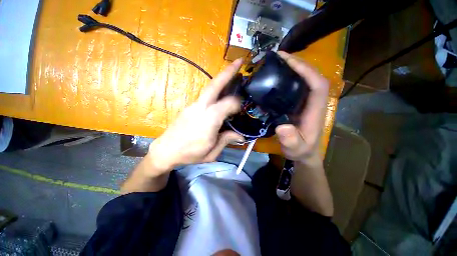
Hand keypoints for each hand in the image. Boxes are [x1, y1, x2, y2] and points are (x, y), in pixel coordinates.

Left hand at [146, 59, 244, 174]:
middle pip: (214, 85)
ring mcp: (193, 105)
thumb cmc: (190, 154)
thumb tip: (241, 135)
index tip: (243, 108)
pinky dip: (215, 91)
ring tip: (233, 75)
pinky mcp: (190, 106)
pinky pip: (205, 96)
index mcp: (209, 120)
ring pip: (209, 88)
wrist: (165, 151)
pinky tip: (221, 95)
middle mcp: (201, 108)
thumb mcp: (212, 153)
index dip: (238, 103)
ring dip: (222, 80)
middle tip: (239, 62)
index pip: (228, 104)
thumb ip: (226, 140)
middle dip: (227, 72)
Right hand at [275, 51, 328, 162]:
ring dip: (292, 68)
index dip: (306, 70)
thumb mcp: (295, 148)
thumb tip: (282, 127)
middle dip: (298, 63)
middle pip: (311, 76)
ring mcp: (305, 102)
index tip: (288, 61)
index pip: (317, 84)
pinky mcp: (297, 104)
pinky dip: (287, 78)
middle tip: (279, 56)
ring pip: (303, 79)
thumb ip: (291, 141)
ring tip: (277, 62)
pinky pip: (295, 87)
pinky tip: (276, 77)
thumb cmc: (301, 150)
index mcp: (315, 110)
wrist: (303, 152)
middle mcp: (313, 102)